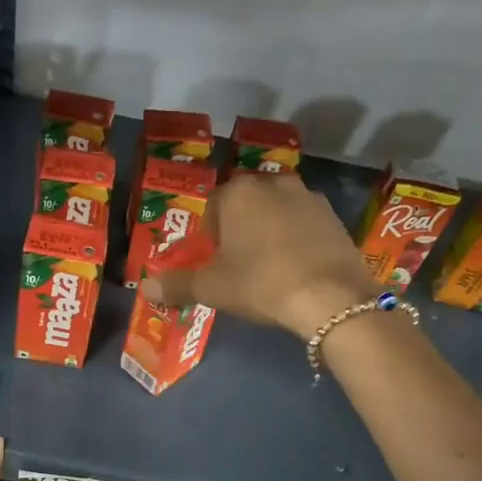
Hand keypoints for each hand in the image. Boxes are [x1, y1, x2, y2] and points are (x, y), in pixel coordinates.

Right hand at [141, 173, 373, 337]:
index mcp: (238, 192)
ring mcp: (309, 197)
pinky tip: (298, 270)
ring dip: (270, 233)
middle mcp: (273, 183)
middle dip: (240, 230)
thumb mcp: (212, 288)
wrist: (331, 297)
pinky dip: (298, 241)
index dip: (209, 236)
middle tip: (239, 267)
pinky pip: (305, 225)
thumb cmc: (261, 283)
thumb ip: (177, 285)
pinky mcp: (336, 217)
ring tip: (270, 269)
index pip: (212, 207)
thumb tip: (145, 288)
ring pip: (278, 213)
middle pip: (246, 206)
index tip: (214, 262)